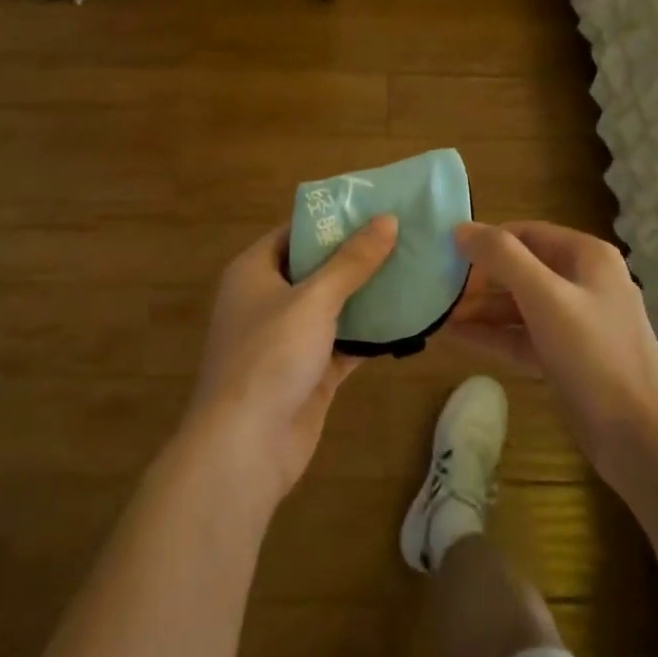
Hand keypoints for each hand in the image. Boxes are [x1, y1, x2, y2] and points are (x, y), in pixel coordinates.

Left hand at [182, 216, 397, 509]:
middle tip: (403, 237)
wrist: (245, 447)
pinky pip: (343, 342)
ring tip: (413, 270)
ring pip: (332, 307)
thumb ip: (352, 261)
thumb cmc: (270, 356)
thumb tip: (387, 219)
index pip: (294, 232)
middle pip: (316, 268)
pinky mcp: (308, 373)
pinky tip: (407, 320)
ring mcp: (287, 339)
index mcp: (253, 272)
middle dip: (356, 256)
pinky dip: (369, 334)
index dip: (331, 220)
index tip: (374, 209)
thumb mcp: (314, 299)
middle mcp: (267, 300)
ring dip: (367, 295)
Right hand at [448, 220, 657, 491]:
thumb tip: (460, 229)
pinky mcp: (566, 358)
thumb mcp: (546, 297)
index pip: (526, 233)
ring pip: (519, 305)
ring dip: (481, 308)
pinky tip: (456, 337)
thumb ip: (502, 258)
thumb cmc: (596, 355)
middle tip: (436, 288)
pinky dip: (492, 335)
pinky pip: (522, 336)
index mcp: (586, 256)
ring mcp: (575, 323)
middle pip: (521, 268)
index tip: (445, 254)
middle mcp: (582, 283)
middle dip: (479, 278)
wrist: (643, 439)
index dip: (486, 241)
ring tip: (436, 314)